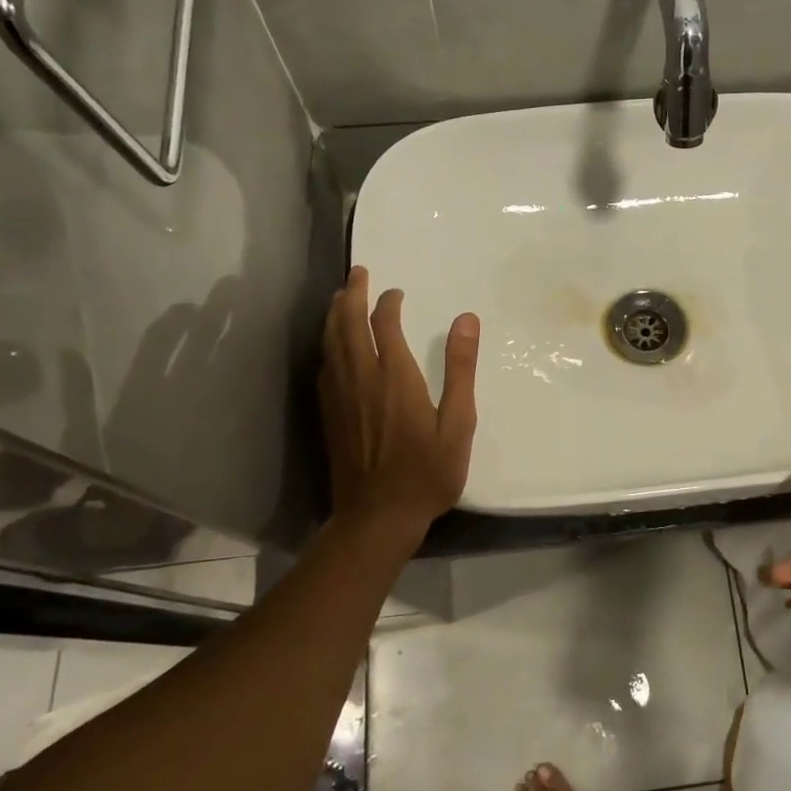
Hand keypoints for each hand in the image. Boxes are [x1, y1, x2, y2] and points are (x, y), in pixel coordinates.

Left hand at [320, 266, 479, 536]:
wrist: (377, 517)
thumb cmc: (427, 472)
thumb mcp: (458, 423)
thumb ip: (460, 369)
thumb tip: (467, 319)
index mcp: (395, 377)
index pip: (384, 325)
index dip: (387, 303)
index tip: (395, 292)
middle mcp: (361, 379)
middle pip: (348, 325)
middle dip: (352, 295)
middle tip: (357, 273)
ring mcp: (340, 397)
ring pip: (331, 344)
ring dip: (334, 315)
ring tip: (340, 296)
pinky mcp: (329, 414)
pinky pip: (324, 367)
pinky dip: (327, 345)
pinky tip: (331, 345)